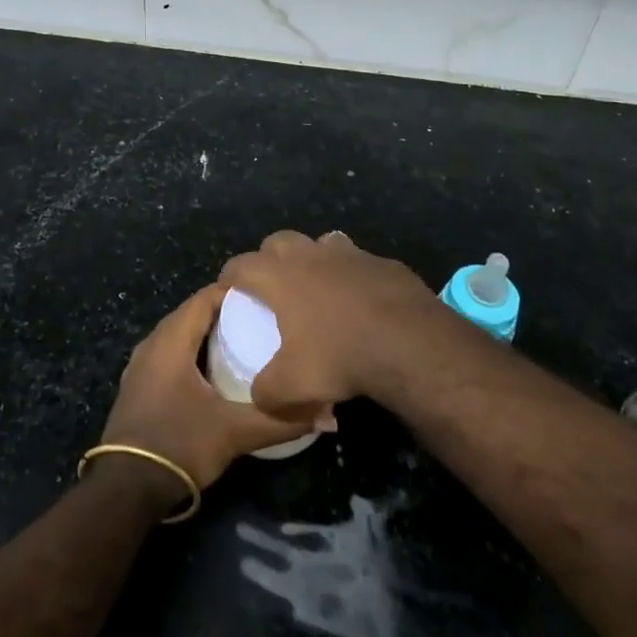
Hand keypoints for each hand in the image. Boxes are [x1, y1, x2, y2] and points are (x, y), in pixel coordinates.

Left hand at [98, 284, 313, 493]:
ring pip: (177, 334)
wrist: (125, 487)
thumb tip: (327, 416)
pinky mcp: (137, 386)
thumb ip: (280, 421)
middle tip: (259, 320)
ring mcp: (140, 365)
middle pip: (190, 313)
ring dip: (205, 334)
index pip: (204, 297)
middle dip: (223, 312)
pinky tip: (212, 372)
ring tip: (242, 342)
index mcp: (171, 340)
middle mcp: (152, 343)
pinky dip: (190, 353)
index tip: (265, 298)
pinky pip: (168, 354)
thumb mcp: (234, 433)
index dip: (233, 292)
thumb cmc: (179, 444)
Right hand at [219, 230, 444, 418]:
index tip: (228, 290)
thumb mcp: (292, 388)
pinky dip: (352, 276)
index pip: (241, 264)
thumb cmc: (340, 357)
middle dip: (268, 258)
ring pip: (320, 243)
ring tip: (317, 287)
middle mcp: (310, 255)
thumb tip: (259, 396)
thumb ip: (266, 392)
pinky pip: (359, 262)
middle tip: (271, 285)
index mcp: (280, 277)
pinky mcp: (383, 263)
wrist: (409, 343)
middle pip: (278, 241)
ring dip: (313, 259)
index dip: (230, 276)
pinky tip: (361, 302)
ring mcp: (350, 254)